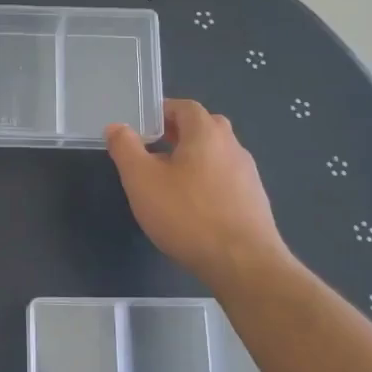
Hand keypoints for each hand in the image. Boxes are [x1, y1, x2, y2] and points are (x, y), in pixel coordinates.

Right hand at [106, 99, 294, 290]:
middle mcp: (233, 146)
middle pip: (204, 128)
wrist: (243, 264)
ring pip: (216, 155)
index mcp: (207, 133)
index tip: (142, 129)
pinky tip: (193, 209)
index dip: (161, 112)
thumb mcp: (141, 180)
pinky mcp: (255, 201)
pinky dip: (207, 183)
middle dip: (177, 134)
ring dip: (193, 160)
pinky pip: (226, 180)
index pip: (185, 107)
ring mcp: (248, 174)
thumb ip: (126, 148)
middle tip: (153, 152)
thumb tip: (117, 127)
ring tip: (169, 183)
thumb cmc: (187, 215)